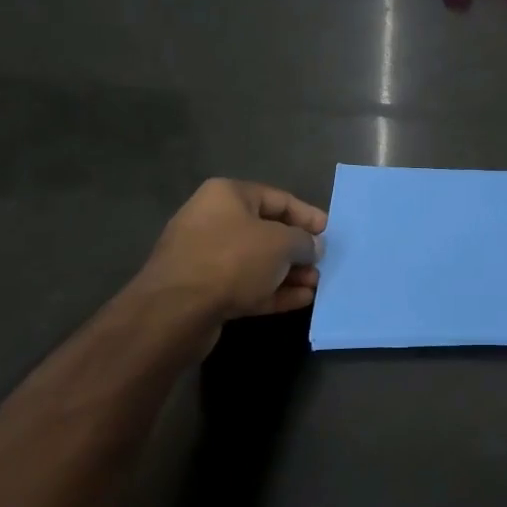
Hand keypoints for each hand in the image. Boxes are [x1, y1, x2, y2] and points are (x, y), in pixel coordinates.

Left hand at [142, 179, 327, 320]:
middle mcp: (213, 220)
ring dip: (288, 273)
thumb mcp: (281, 243)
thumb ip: (304, 241)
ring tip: (315, 285)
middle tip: (322, 263)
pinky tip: (300, 300)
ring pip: (256, 261)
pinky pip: (245, 285)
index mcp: (227, 195)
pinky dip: (272, 291)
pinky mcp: (202, 290)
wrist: (176, 310)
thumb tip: (312, 246)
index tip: (329, 233)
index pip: (278, 199)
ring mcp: (205, 257)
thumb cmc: (233, 260)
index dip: (308, 215)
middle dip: (298, 249)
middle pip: (266, 231)